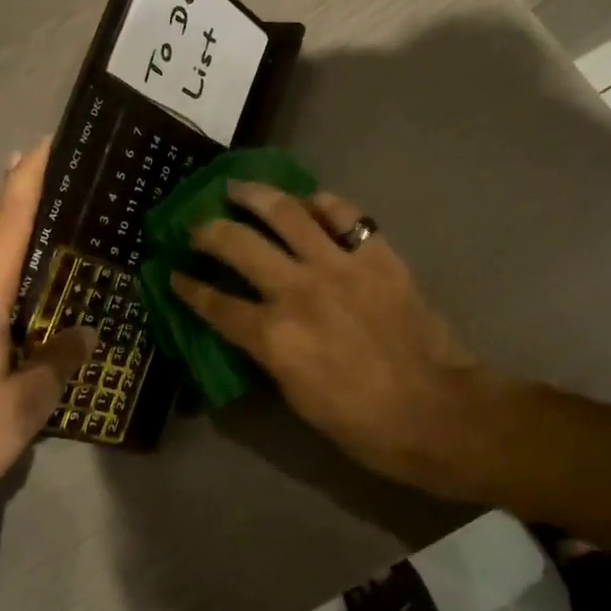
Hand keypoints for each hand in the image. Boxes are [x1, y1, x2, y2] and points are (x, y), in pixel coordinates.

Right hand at [170, 182, 491, 498]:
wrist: (436, 411)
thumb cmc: (363, 423)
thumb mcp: (297, 396)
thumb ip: (269, 351)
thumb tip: (252, 324)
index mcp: (275, 336)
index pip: (216, 304)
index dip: (189, 288)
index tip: (174, 274)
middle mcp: (298, 290)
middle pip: (239, 245)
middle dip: (208, 231)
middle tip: (197, 224)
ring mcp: (339, 266)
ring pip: (286, 213)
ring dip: (255, 195)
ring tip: (238, 187)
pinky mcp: (376, 255)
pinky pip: (344, 214)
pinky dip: (322, 203)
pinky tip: (309, 201)